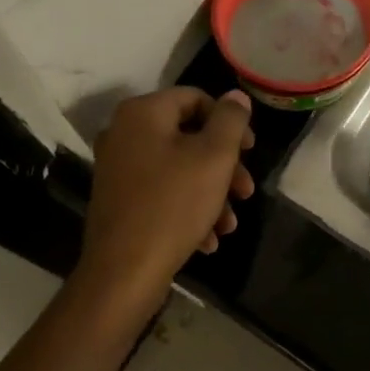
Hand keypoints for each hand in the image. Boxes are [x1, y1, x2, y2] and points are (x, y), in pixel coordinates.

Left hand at [79, 87, 255, 302]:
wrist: (123, 273)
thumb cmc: (173, 205)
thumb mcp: (214, 157)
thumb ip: (230, 120)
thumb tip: (235, 97)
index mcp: (143, 113)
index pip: (196, 98)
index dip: (230, 122)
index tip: (251, 151)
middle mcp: (124, 133)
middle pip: (189, 137)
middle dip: (224, 165)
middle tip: (246, 191)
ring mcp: (118, 168)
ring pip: (179, 169)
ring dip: (211, 192)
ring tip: (229, 224)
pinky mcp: (118, 200)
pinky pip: (161, 192)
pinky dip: (188, 209)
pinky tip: (208, 239)